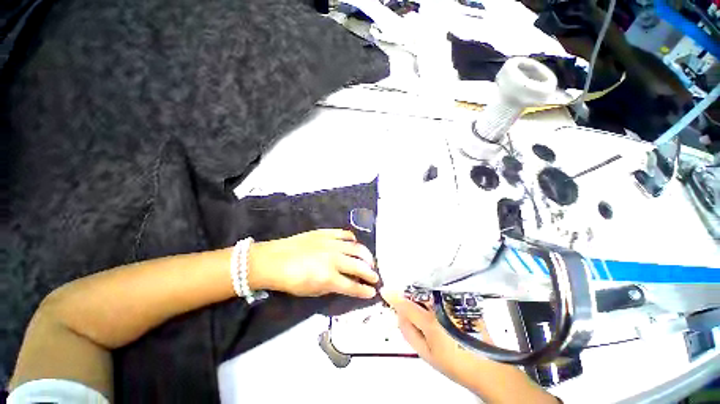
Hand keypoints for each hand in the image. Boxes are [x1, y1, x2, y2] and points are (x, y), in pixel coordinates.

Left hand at [249, 229, 378, 298]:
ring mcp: (331, 243)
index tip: (372, 292)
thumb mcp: (312, 291)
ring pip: (356, 248)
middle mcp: (333, 259)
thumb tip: (347, 283)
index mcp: (328, 277)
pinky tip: (355, 244)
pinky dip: (353, 239)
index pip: (353, 286)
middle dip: (370, 273)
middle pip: (359, 266)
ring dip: (367, 256)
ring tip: (370, 261)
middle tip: (375, 277)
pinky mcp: (326, 233)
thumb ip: (332, 287)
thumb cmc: (291, 281)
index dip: (364, 290)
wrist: (274, 260)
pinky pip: (345, 234)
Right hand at [382, 291, 560, 402]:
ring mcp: (454, 301)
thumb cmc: (454, 363)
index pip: (405, 303)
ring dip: (419, 293)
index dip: (393, 295)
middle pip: (417, 292)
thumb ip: (408, 332)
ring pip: (428, 289)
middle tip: (403, 302)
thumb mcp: (425, 353)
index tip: (384, 291)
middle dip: (407, 294)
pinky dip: (432, 294)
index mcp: (431, 321)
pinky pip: (440, 291)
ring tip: (419, 304)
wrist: (488, 367)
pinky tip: (434, 304)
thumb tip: (398, 314)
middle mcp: (442, 306)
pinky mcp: (462, 301)